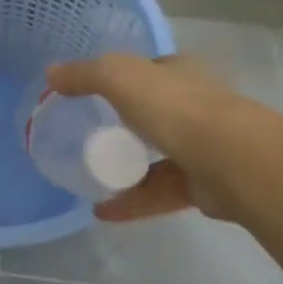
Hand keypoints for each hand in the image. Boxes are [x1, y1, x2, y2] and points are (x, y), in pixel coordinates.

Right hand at [43, 53, 247, 221]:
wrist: (231, 160)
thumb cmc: (175, 108)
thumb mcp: (120, 77)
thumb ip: (85, 74)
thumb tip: (51, 73)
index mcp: (181, 74)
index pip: (151, 71)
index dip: (123, 79)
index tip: (93, 95)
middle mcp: (196, 107)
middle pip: (154, 115)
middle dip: (125, 126)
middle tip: (89, 140)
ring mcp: (202, 147)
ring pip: (158, 158)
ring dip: (126, 170)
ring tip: (91, 180)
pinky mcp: (203, 185)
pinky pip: (160, 192)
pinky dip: (132, 201)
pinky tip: (102, 212)